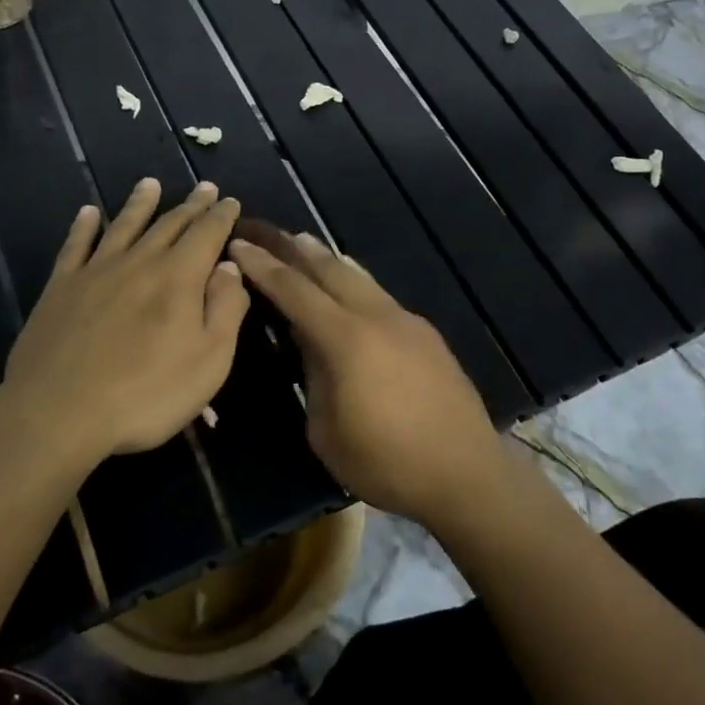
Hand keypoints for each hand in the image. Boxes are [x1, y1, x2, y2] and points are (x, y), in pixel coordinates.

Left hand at [0, 178, 249, 466]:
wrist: (59, 413)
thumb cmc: (147, 393)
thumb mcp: (210, 359)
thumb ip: (225, 308)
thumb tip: (229, 267)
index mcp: (179, 277)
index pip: (207, 233)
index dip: (222, 215)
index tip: (231, 201)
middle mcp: (139, 262)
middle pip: (169, 224)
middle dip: (191, 205)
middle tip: (204, 187)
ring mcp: (95, 272)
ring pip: (124, 225)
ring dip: (141, 203)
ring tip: (150, 183)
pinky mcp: (60, 289)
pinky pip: (75, 246)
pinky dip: (84, 226)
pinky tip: (89, 213)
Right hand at [228, 225, 502, 523]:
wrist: (465, 472)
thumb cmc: (386, 463)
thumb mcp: (327, 431)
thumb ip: (314, 377)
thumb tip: (310, 344)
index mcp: (346, 339)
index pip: (295, 290)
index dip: (264, 266)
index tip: (238, 244)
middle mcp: (377, 316)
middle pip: (329, 269)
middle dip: (294, 248)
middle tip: (266, 231)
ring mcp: (406, 321)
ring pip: (359, 276)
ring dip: (326, 259)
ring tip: (303, 245)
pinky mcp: (425, 333)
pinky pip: (379, 295)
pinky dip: (354, 281)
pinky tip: (348, 286)